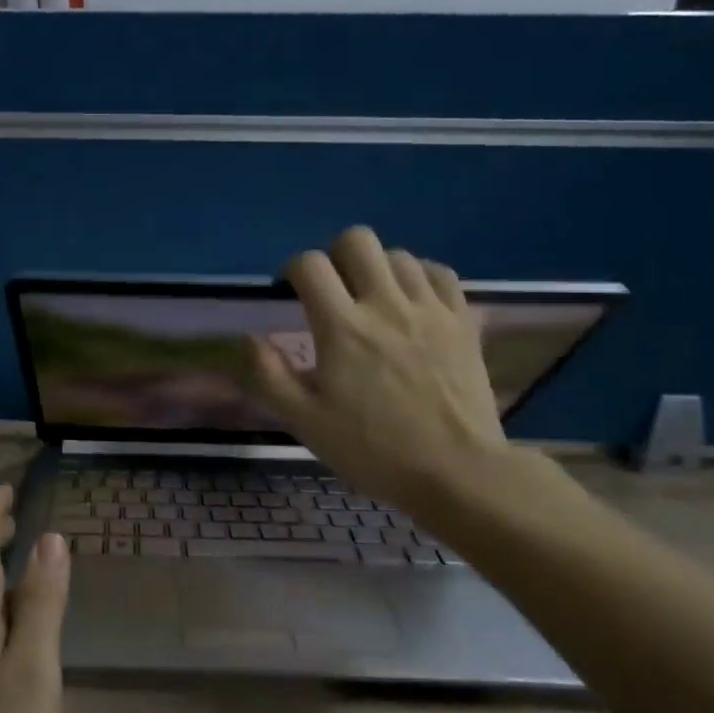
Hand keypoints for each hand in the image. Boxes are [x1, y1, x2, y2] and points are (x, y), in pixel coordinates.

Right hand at [246, 226, 510, 515]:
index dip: (294, 270)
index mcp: (342, 328)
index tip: (293, 292)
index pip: (310, 265)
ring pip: (398, 255)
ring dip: (377, 269)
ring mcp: (430, 309)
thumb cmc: (373, 450)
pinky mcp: (463, 320)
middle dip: (336, 256)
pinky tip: (412, 301)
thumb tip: (250, 337)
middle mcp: (385, 305)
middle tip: (334, 290)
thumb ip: (270, 375)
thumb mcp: (306, 422)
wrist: (456, 471)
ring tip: (373, 300)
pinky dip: (420, 277)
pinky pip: (439, 273)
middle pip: (357, 240)